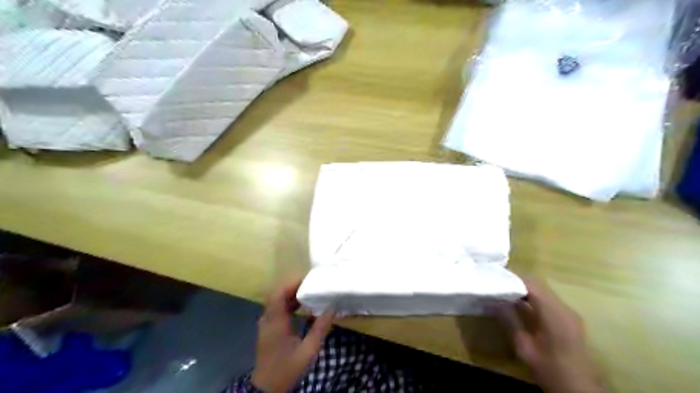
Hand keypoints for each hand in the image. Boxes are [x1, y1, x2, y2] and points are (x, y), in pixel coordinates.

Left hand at [251, 279, 333, 391]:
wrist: (267, 388)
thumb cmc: (287, 368)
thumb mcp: (308, 350)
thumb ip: (320, 328)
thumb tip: (332, 309)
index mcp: (275, 322)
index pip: (278, 293)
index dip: (291, 283)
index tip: (308, 280)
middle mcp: (267, 319)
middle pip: (276, 293)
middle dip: (293, 286)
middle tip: (311, 283)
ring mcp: (266, 323)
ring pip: (276, 300)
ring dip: (291, 293)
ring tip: (309, 291)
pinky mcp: (268, 327)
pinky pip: (277, 308)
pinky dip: (288, 302)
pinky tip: (302, 305)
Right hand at [501, 280, 604, 392]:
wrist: (579, 390)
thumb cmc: (550, 369)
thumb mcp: (524, 347)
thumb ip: (510, 321)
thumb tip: (495, 301)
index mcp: (554, 314)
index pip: (532, 285)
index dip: (513, 279)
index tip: (495, 278)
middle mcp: (564, 309)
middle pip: (539, 286)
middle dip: (517, 283)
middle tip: (497, 285)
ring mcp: (569, 314)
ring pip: (544, 292)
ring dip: (525, 291)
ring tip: (505, 294)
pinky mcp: (569, 320)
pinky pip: (549, 301)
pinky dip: (533, 299)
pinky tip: (520, 306)